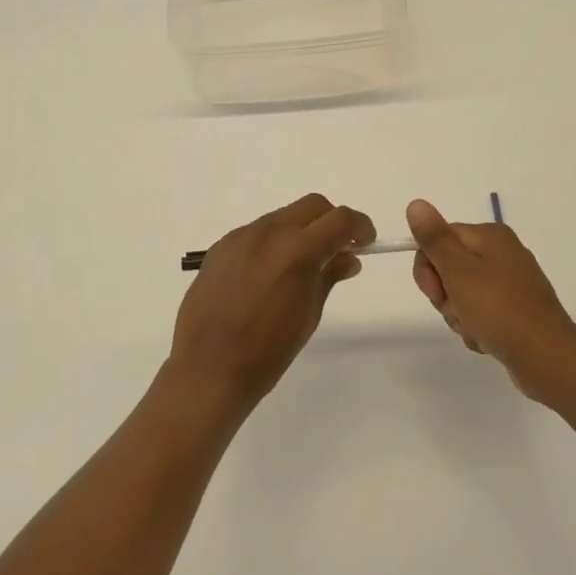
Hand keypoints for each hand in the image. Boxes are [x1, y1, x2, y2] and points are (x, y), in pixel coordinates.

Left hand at [169, 194, 374, 413]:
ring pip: (282, 216)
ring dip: (301, 231)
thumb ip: (329, 276)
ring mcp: (241, 236)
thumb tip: (347, 258)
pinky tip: (269, 274)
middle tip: (338, 249)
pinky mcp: (221, 247)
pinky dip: (273, 242)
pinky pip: (256, 233)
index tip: (366, 242)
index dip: (360, 227)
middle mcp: (269, 232)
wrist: (208, 368)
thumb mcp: (309, 314)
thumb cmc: (268, 351)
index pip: (340, 220)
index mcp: (297, 250)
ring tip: (302, 264)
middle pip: (312, 206)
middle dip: (331, 222)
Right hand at [407, 199, 575, 401]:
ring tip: (476, 329)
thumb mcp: (458, 270)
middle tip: (458, 311)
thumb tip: (416, 204)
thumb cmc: (498, 309)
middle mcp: (502, 253)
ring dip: (459, 315)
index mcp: (490, 235)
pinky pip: (481, 313)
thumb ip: (434, 238)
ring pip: (462, 294)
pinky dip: (477, 327)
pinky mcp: (515, 309)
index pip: (438, 239)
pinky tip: (487, 340)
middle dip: (445, 295)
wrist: (546, 357)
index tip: (436, 291)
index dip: (428, 267)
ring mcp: (510, 282)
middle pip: (449, 267)